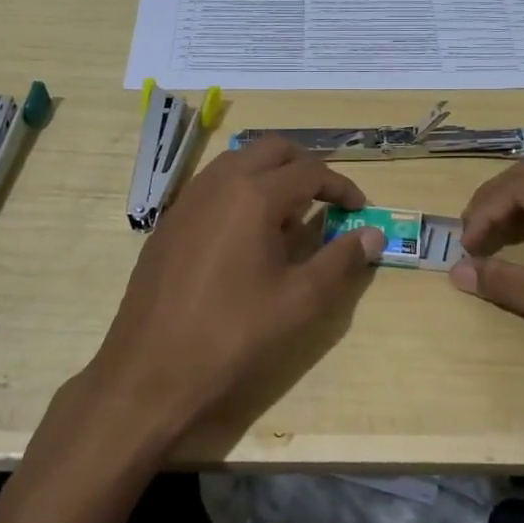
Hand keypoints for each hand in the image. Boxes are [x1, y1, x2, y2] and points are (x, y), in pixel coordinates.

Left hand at [80, 137, 383, 447]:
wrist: (150, 372)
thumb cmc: (233, 335)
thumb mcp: (300, 301)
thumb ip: (340, 260)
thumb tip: (374, 235)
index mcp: (254, 195)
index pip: (310, 170)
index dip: (341, 186)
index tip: (359, 208)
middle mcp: (219, 183)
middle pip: (271, 149)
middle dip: (305, 166)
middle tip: (326, 198)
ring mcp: (188, 200)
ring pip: (238, 162)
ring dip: (270, 174)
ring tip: (289, 216)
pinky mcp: (169, 222)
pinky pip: (213, 186)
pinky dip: (240, 191)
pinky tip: (246, 235)